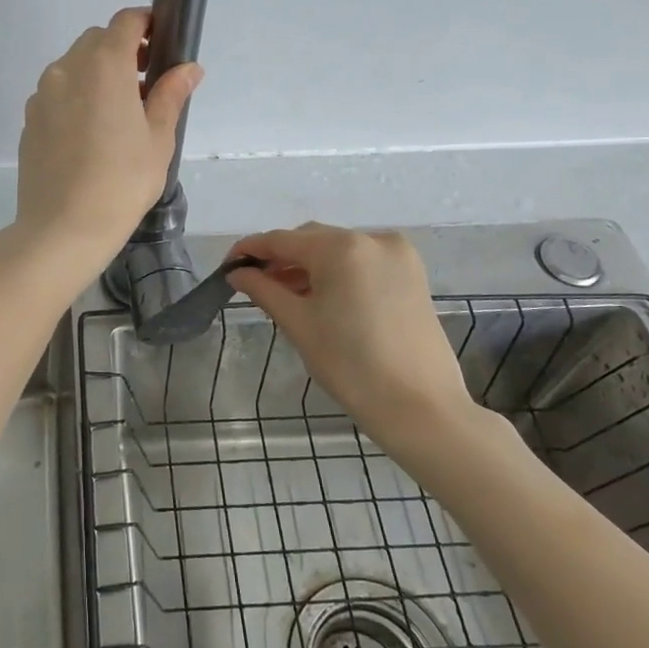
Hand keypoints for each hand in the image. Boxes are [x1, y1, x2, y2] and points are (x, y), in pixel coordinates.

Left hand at [11, 8, 200, 275]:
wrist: (63, 228)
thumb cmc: (122, 182)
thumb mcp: (158, 139)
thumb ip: (170, 95)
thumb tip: (188, 68)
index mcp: (104, 66)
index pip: (125, 22)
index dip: (146, 24)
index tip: (161, 43)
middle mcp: (67, 69)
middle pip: (96, 41)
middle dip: (122, 51)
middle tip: (145, 85)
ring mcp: (42, 94)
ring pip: (73, 66)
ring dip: (97, 74)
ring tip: (117, 113)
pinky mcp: (29, 119)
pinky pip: (56, 93)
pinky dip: (75, 97)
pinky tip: (89, 135)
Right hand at [227, 224, 483, 455]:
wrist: (421, 408)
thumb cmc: (351, 366)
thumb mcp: (299, 324)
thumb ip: (264, 290)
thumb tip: (238, 273)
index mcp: (341, 248)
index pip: (282, 240)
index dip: (250, 250)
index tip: (227, 268)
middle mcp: (372, 239)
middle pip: (311, 239)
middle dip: (281, 258)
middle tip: (254, 285)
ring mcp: (397, 255)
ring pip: (338, 250)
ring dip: (309, 266)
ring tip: (285, 295)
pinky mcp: (412, 274)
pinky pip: (362, 262)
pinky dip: (337, 273)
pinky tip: (321, 298)